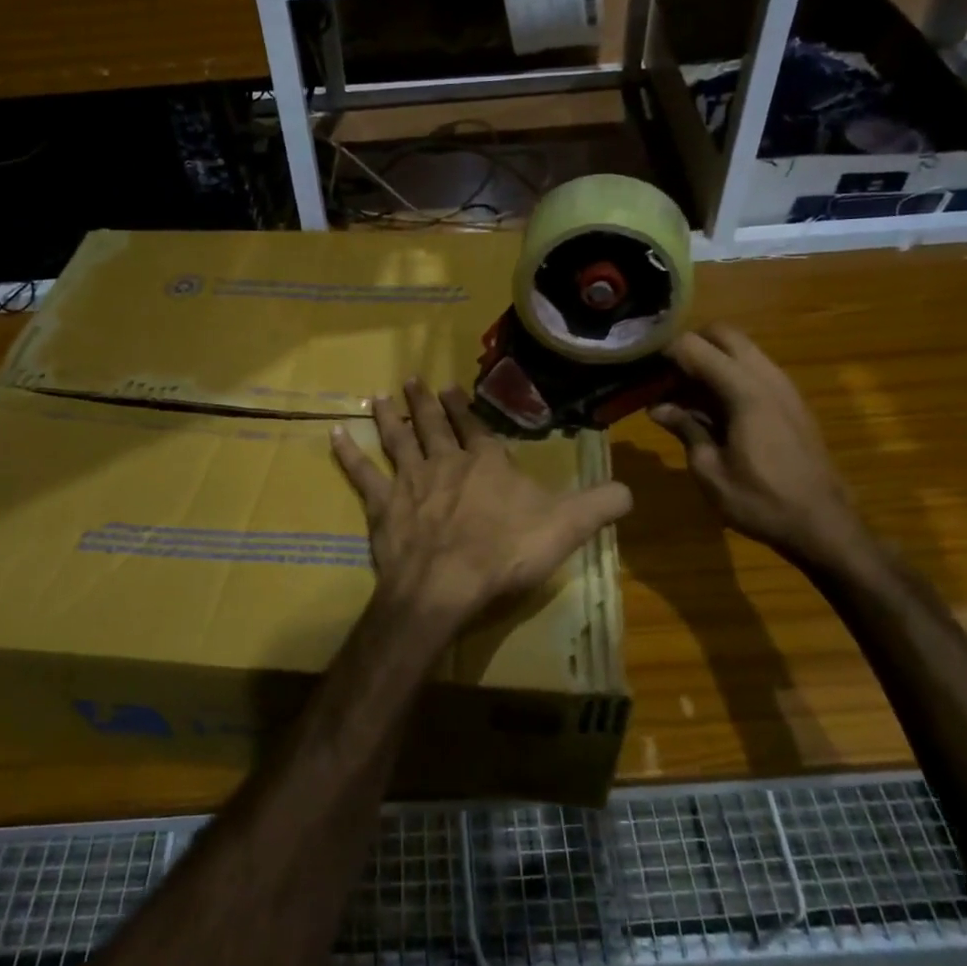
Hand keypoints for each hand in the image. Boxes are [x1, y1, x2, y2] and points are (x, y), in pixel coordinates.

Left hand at [331, 379, 631, 638]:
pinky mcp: (383, 506)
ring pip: (398, 439)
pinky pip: (362, 474)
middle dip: (425, 402)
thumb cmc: (505, 554)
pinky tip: (334, 434)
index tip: (452, 388)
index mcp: (487, 464)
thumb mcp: (566, 529)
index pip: (477, 428)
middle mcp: (446, 462)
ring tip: (382, 395)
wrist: (445, 585)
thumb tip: (631, 491)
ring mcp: (410, 481)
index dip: (466, 409)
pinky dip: (348, 453)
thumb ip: (600, 506)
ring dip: (391, 416)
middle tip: (413, 380)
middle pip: (434, 425)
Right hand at [650, 323, 866, 565]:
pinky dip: (729, 375)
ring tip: (682, 393)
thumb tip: (657, 408)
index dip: (664, 352)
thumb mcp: (710, 470)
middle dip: (690, 345)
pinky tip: (710, 407)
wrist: (824, 525)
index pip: (695, 347)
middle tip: (664, 376)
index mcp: (745, 391)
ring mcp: (784, 387)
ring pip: (742, 349)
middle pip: (723, 334)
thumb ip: (685, 429)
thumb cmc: (760, 501)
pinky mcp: (791, 401)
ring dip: (711, 359)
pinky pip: (754, 369)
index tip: (641, 370)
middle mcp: (767, 377)